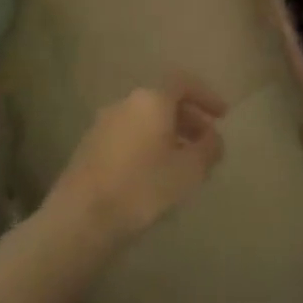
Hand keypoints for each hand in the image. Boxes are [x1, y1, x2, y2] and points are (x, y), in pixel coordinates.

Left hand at [54, 76, 226, 242]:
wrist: (80, 220)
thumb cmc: (142, 188)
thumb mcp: (190, 170)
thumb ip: (209, 148)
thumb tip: (214, 137)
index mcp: (151, 100)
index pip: (184, 83)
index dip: (207, 96)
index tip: (223, 115)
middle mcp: (126, 103)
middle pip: (164, 101)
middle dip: (189, 118)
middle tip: (206, 141)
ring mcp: (103, 124)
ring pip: (145, 120)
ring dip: (168, 134)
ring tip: (183, 162)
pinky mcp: (88, 148)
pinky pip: (128, 136)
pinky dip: (147, 145)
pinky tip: (154, 174)